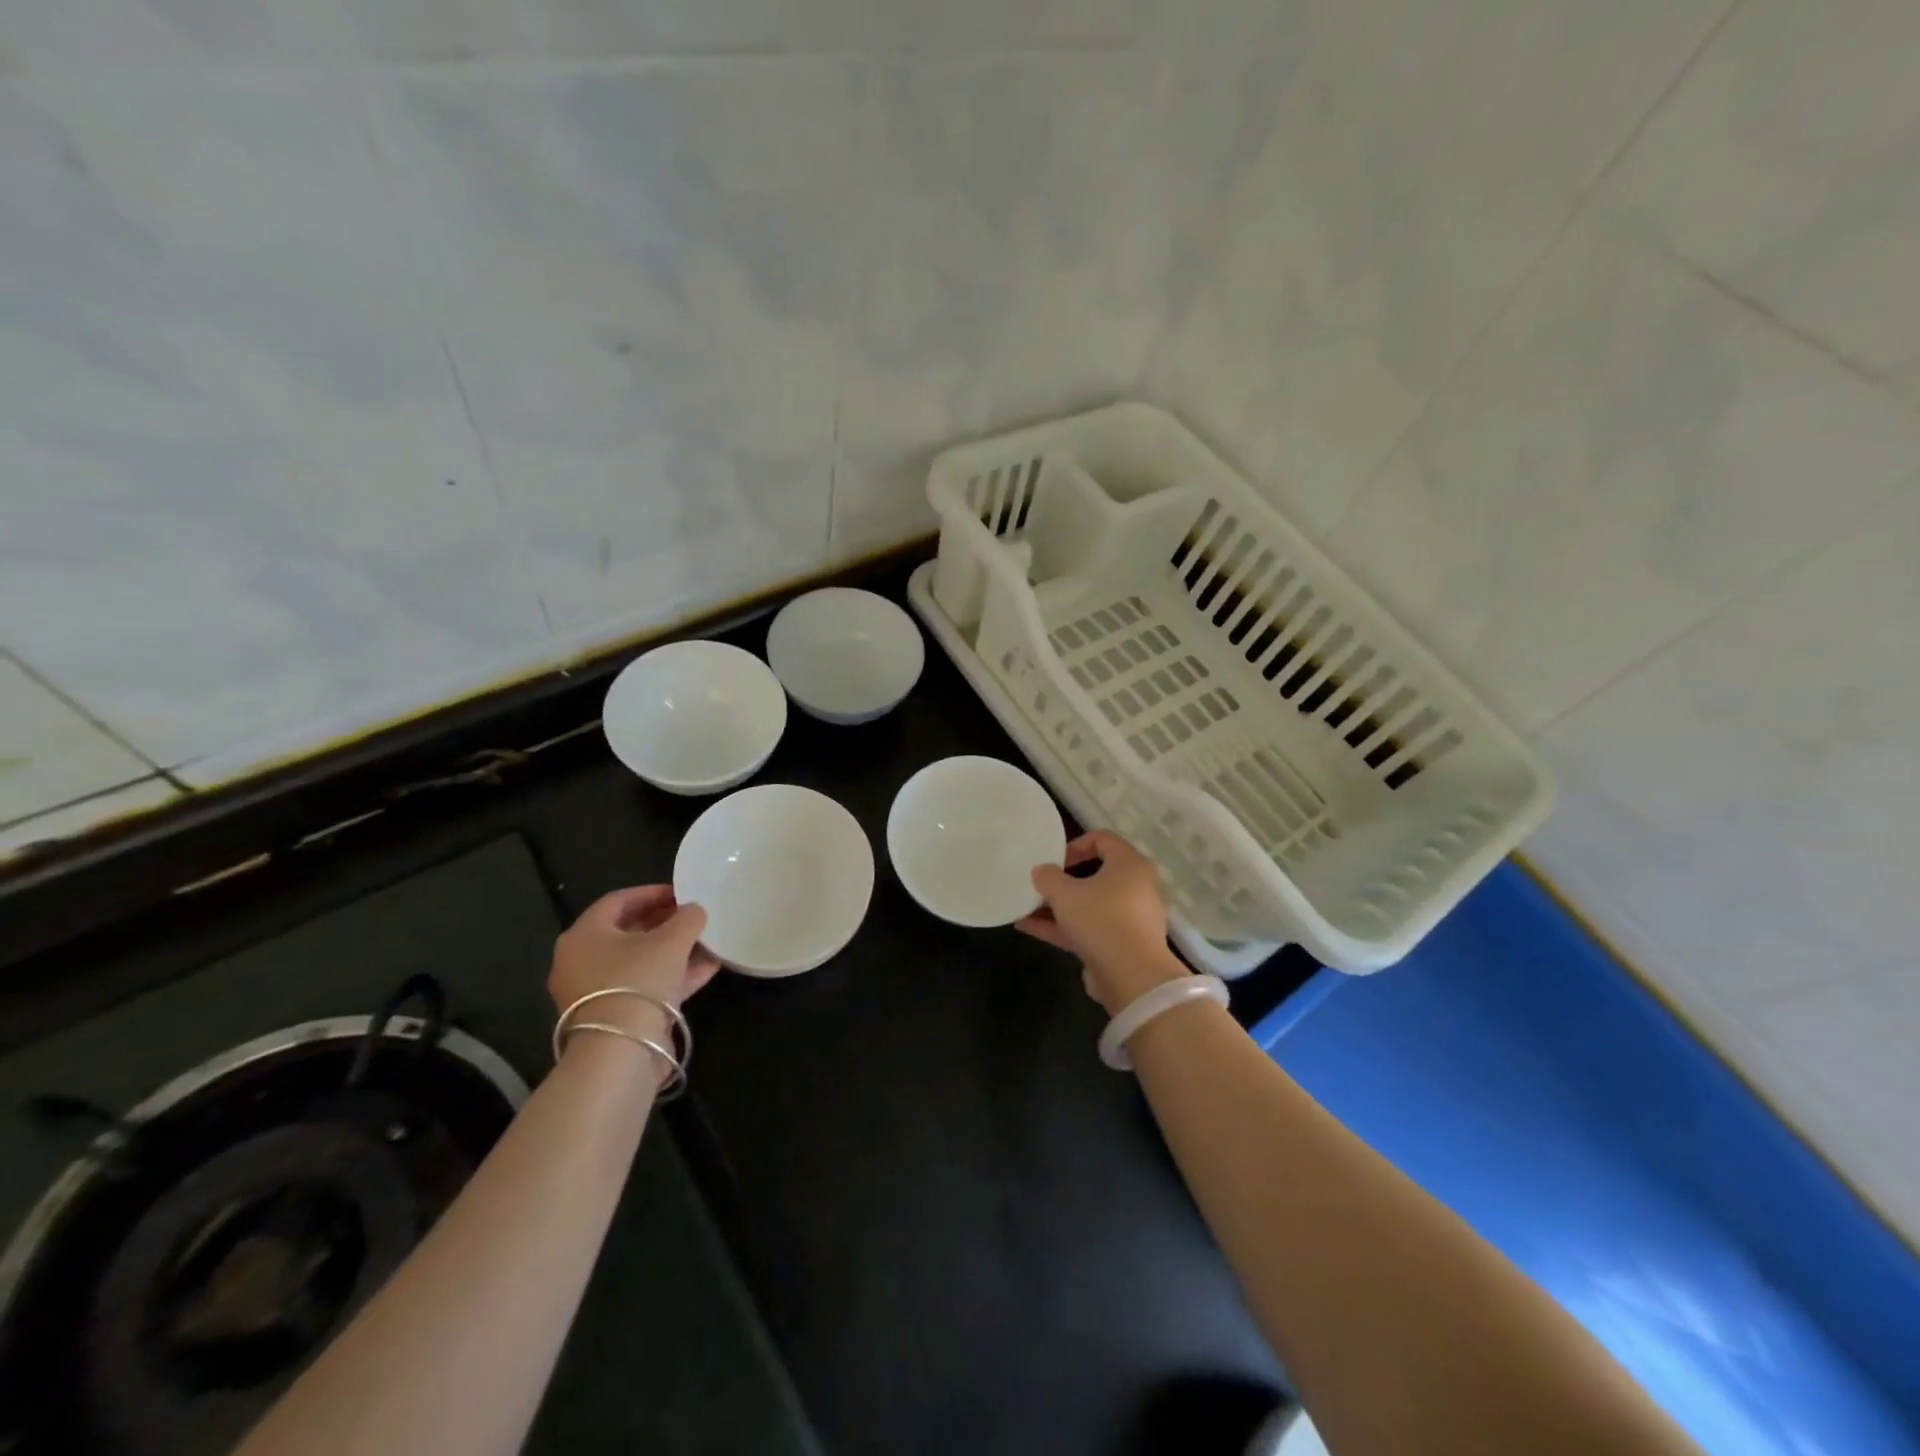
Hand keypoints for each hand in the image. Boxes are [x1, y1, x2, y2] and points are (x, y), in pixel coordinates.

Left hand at [549, 886, 719, 1070]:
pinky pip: (643, 987)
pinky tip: (707, 969)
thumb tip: (694, 911)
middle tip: (693, 918)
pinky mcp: (612, 1017)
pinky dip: (672, 976)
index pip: (618, 901)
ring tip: (707, 943)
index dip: (652, 893)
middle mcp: (580, 961)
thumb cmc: (639, 980)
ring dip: (674, 951)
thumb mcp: (672, 940)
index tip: (682, 893)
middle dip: (665, 923)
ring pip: (639, 962)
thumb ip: (688, 918)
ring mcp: (595, 992)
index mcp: (584, 935)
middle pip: (627, 932)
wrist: (620, 1051)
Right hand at [1016, 831, 1188, 1013]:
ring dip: (1058, 907)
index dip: (1075, 844)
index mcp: (1129, 865)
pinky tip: (1029, 928)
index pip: (1103, 839)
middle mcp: (1136, 887)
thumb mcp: (1065, 893)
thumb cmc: (1100, 919)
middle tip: (1040, 885)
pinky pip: (1090, 928)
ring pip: (1090, 905)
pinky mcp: (1122, 945)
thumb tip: (1042, 871)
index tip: (1054, 860)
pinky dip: (1064, 927)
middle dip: (1063, 881)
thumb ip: (1048, 877)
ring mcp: (1130, 918)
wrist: (1132, 976)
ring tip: (1025, 908)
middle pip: (1096, 875)